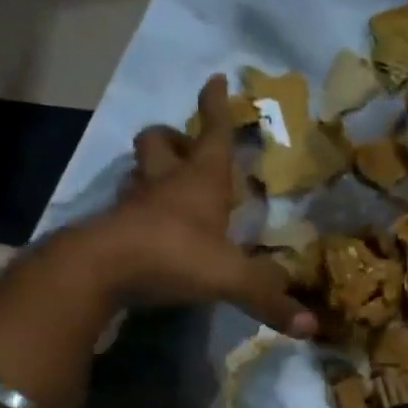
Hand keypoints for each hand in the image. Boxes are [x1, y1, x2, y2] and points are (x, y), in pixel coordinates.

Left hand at [73, 75, 315, 336]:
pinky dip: (136, 210)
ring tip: (167, 185)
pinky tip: (147, 227)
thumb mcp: (230, 278)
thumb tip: (312, 328)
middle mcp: (164, 183)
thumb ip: (269, 298)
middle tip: (185, 147)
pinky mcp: (109, 228)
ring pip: (137, 171)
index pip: (213, 134)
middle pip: (160, 142)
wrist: (95, 272)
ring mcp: (132, 204)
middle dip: (173, 137)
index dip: (216, 106)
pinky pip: (124, 208)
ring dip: (151, 170)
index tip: (216, 79)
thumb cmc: (172, 255)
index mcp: (200, 182)